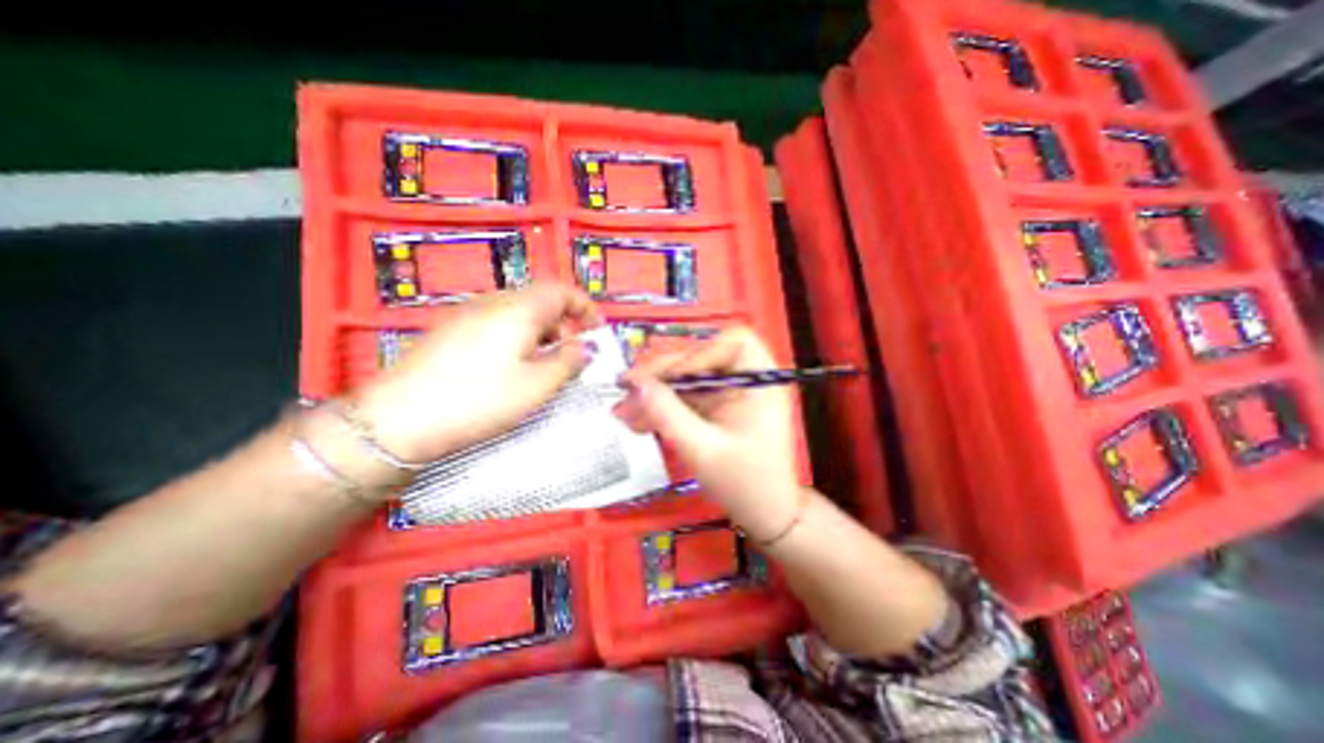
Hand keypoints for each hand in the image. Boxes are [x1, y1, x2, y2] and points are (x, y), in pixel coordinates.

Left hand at [351, 286, 601, 464]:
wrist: (397, 419)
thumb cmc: (479, 400)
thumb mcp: (538, 386)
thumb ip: (569, 362)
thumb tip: (583, 347)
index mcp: (519, 309)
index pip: (562, 291)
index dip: (585, 307)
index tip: (597, 331)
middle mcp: (493, 301)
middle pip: (540, 300)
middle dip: (564, 324)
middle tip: (571, 356)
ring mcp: (467, 313)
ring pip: (518, 313)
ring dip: (541, 333)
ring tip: (542, 366)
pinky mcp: (450, 329)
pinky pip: (496, 323)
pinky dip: (516, 338)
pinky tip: (509, 367)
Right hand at [615, 328, 801, 535]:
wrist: (764, 515)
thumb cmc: (745, 484)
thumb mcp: (702, 449)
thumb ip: (668, 413)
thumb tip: (636, 384)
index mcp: (760, 380)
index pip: (732, 341)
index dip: (698, 352)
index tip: (667, 376)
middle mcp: (746, 379)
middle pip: (701, 357)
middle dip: (662, 373)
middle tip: (626, 387)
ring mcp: (729, 392)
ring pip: (686, 379)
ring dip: (654, 393)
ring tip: (623, 411)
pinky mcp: (715, 407)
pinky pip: (685, 398)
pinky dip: (661, 407)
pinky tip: (636, 421)